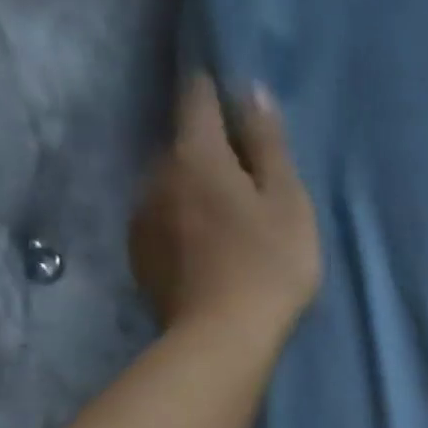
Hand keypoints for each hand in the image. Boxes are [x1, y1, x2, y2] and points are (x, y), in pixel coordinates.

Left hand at [129, 74, 321, 338]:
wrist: (222, 338)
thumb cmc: (268, 266)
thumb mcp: (288, 204)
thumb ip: (269, 146)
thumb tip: (251, 89)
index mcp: (197, 153)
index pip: (198, 98)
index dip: (216, 91)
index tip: (234, 100)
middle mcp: (158, 172)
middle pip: (183, 145)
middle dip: (209, 152)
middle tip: (245, 180)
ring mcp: (142, 215)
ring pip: (170, 185)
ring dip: (194, 192)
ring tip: (226, 221)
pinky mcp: (140, 255)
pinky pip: (163, 222)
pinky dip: (182, 226)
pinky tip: (205, 251)